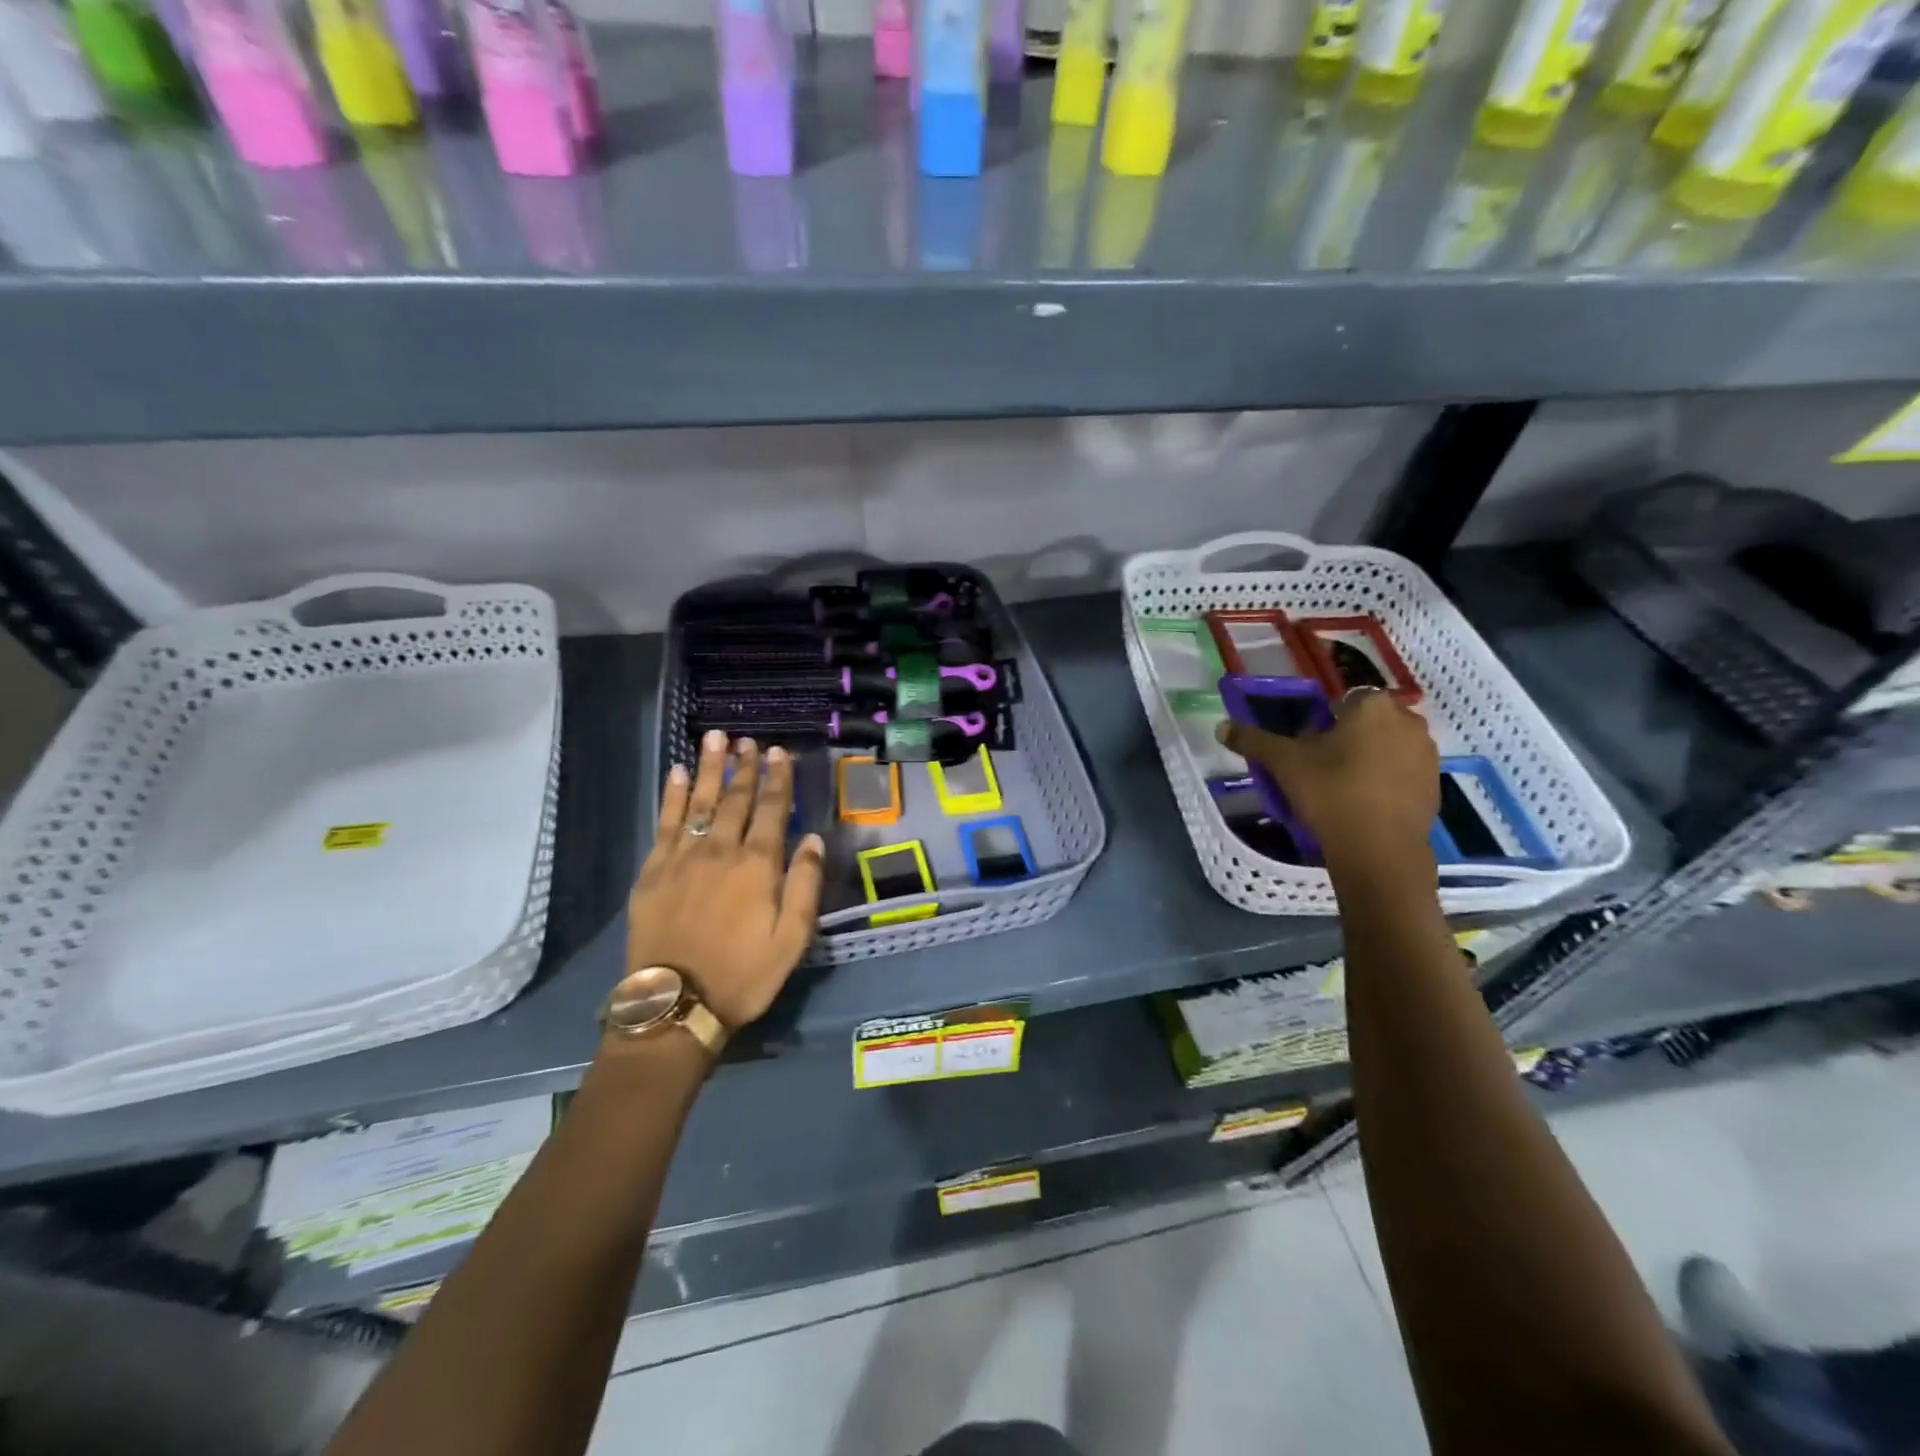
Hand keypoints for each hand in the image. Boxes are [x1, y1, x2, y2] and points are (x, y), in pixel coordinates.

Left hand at [627, 730, 826, 1030]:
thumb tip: (813, 839)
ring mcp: (682, 858)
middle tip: (748, 740)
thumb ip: (804, 885)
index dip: (778, 779)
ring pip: (698, 802)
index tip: (779, 752)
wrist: (675, 1005)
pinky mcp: (653, 871)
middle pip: (735, 799)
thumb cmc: (743, 974)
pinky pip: (664, 823)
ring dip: (708, 768)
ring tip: (714, 739)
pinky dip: (671, 796)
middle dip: (744, 767)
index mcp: (758, 866)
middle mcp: (721, 851)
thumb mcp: (792, 939)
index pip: (773, 810)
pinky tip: (676, 774)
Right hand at [1217, 689, 1438, 870]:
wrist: (1379, 851)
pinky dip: (1385, 780)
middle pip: (1368, 721)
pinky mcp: (1434, 785)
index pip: (1344, 698)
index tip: (1308, 744)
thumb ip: (1253, 740)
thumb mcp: (1284, 764)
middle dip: (1348, 736)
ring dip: (1368, 757)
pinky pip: (1402, 772)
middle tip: (1320, 765)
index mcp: (1373, 706)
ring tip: (1341, 786)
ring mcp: (1427, 754)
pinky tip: (1363, 803)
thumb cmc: (1330, 793)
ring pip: (1387, 746)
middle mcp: (1408, 720)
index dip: (1324, 718)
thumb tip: (1221, 726)